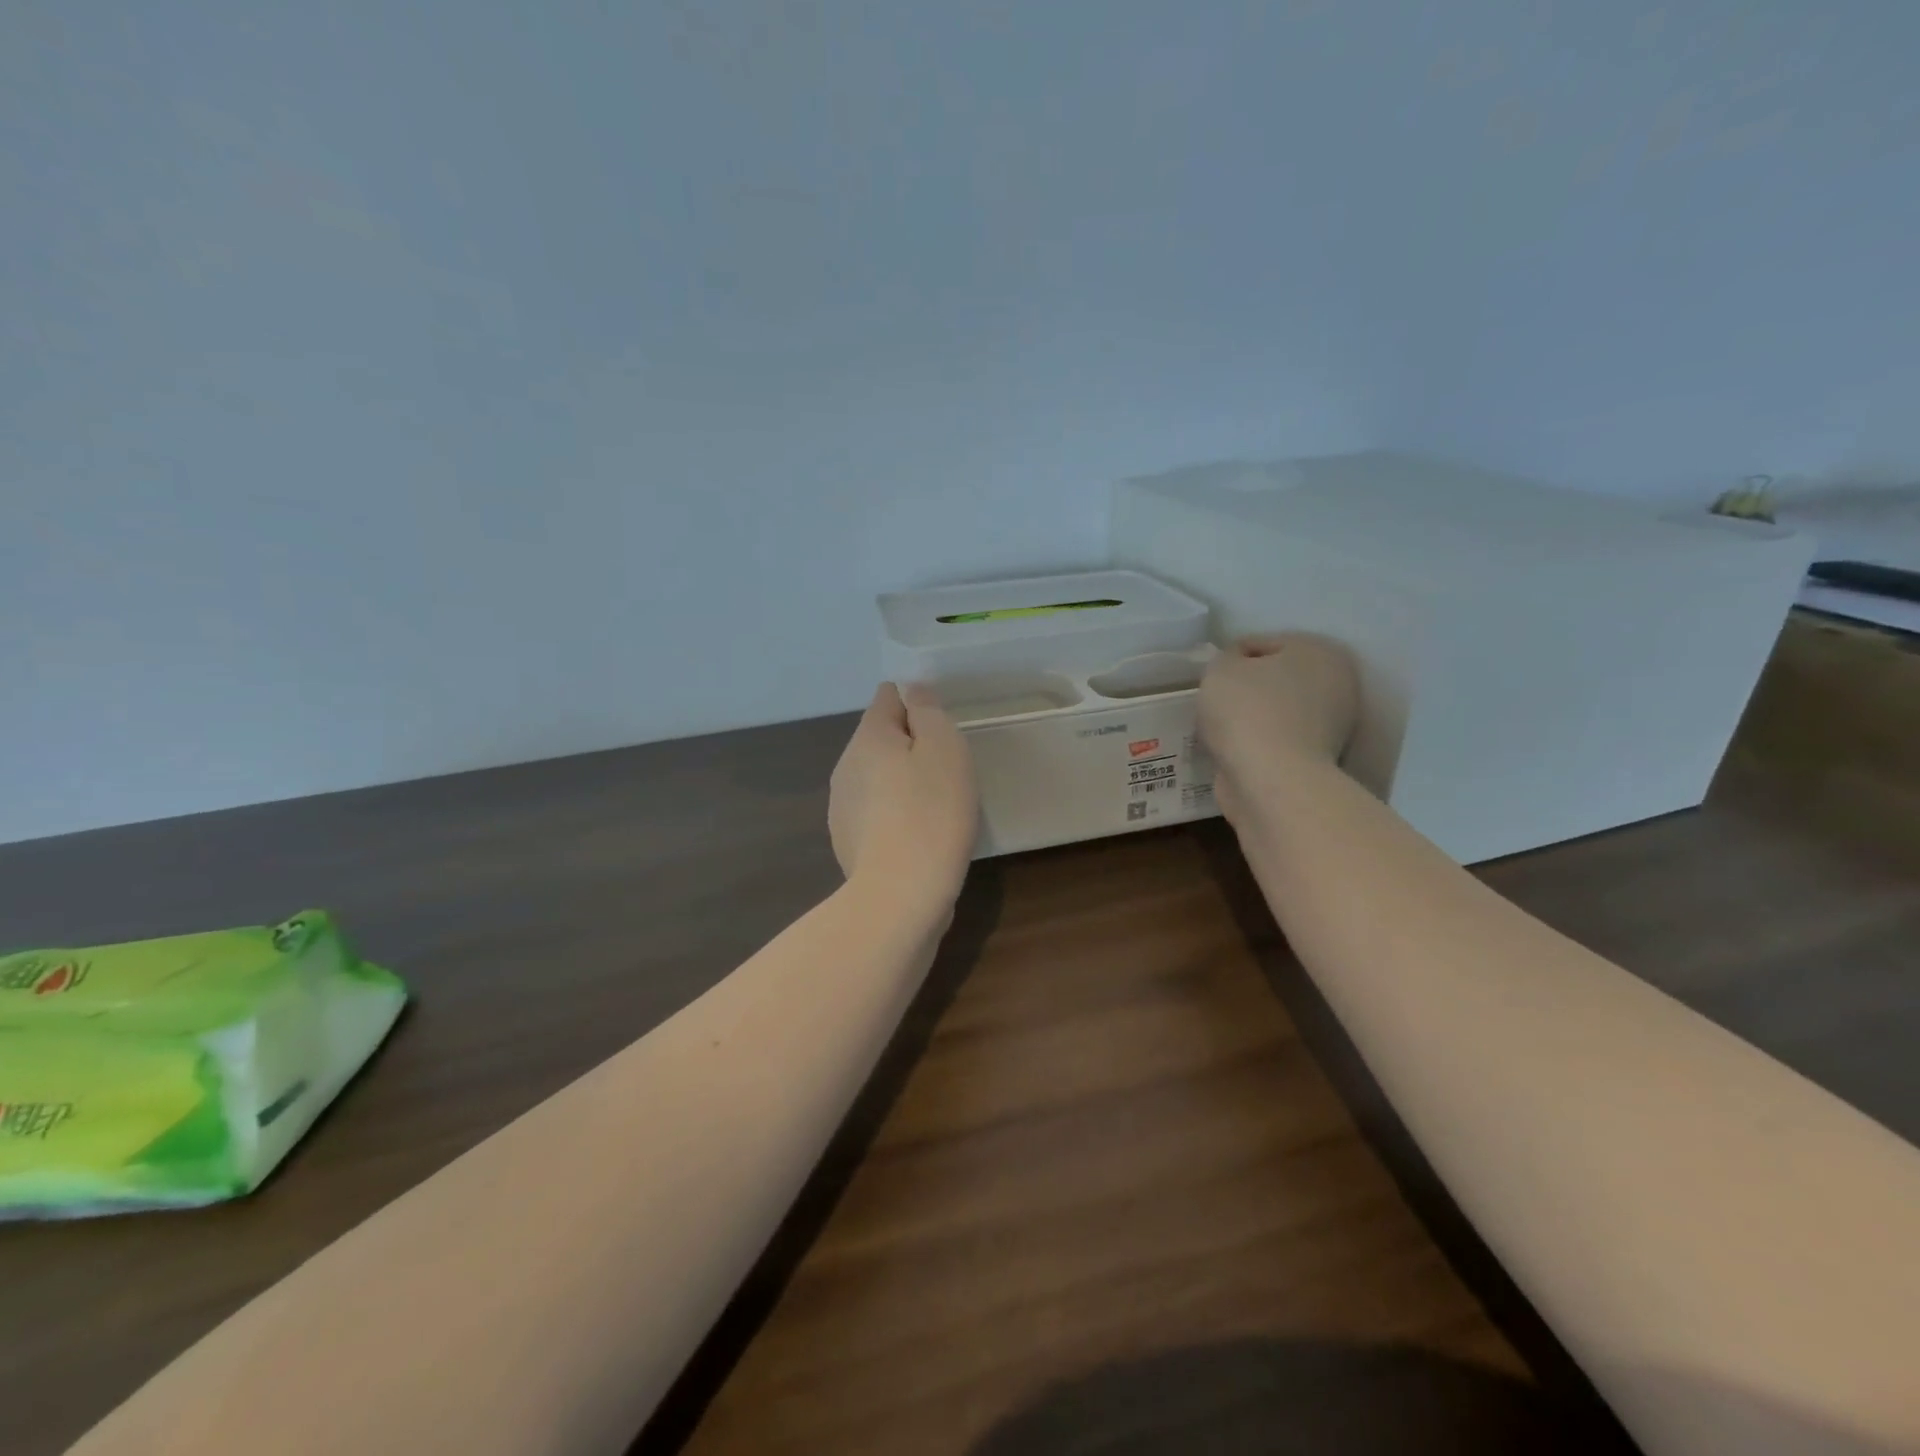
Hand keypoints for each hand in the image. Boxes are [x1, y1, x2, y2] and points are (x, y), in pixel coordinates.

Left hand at [829, 683, 978, 916]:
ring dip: (904, 782)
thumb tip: (912, 690)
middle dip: (913, 746)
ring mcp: (842, 807)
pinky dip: (896, 815)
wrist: (900, 895)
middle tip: (949, 771)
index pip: (889, 696)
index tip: (944, 730)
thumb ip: (928, 711)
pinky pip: (877, 812)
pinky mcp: (848, 842)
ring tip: (937, 807)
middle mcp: (846, 765)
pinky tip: (918, 837)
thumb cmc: (931, 813)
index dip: (919, 704)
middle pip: (882, 738)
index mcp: (868, 736)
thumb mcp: (944, 749)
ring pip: (878, 777)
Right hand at [1198, 634, 1359, 822]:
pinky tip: (1234, 750)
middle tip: (1214, 703)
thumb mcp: (1220, 668)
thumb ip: (1225, 659)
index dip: (1229, 660)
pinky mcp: (1318, 761)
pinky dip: (1257, 744)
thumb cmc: (1247, 712)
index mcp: (1320, 651)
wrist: (1270, 780)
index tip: (1210, 681)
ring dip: (1250, 718)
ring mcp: (1333, 726)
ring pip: (1275, 711)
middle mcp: (1337, 685)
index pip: (1261, 644)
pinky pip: (1276, 741)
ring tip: (1220, 729)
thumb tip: (1234, 670)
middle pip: (1274, 678)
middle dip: (1244, 689)